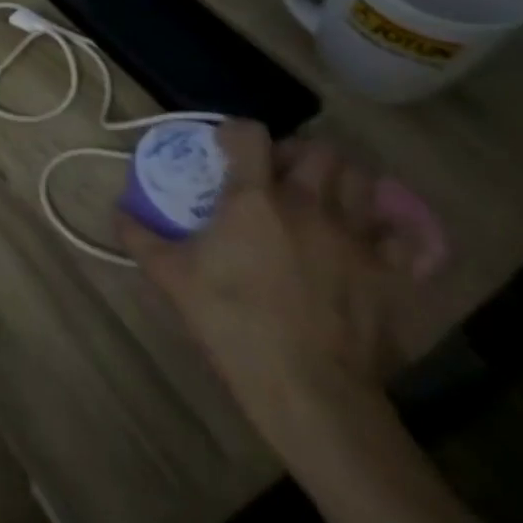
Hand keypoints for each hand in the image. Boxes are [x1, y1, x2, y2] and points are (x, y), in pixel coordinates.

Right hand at [119, 121, 438, 429]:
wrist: (308, 391)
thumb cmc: (232, 324)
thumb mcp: (171, 277)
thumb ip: (140, 237)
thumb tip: (117, 211)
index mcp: (255, 199)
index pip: (250, 133)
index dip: (235, 131)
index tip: (224, 147)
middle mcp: (309, 205)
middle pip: (318, 149)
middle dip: (296, 152)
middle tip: (277, 174)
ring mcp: (357, 238)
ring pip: (362, 179)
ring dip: (340, 179)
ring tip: (321, 197)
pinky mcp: (393, 274)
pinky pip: (405, 234)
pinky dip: (390, 227)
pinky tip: (370, 236)